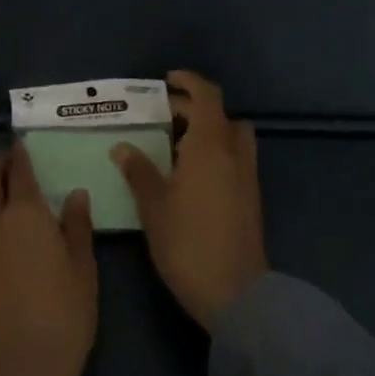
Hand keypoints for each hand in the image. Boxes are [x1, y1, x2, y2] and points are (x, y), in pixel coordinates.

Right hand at [112, 70, 267, 328]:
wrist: (237, 294)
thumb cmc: (188, 242)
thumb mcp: (154, 205)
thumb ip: (139, 171)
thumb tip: (123, 147)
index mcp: (210, 145)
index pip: (207, 96)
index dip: (188, 82)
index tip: (167, 81)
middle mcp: (234, 153)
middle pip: (220, 114)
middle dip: (193, 108)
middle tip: (162, 115)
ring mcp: (247, 176)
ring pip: (232, 136)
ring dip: (209, 130)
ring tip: (176, 144)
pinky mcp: (251, 197)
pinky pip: (235, 158)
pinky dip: (216, 152)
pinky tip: (190, 174)